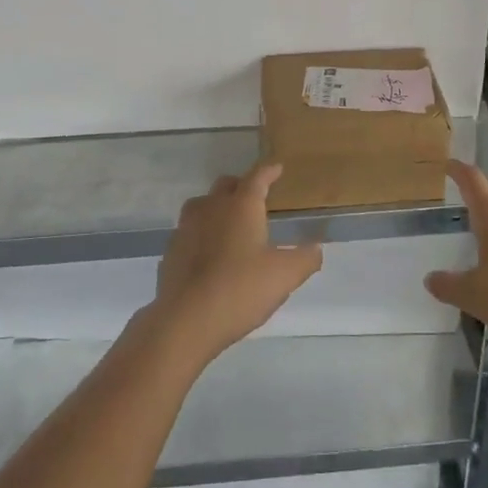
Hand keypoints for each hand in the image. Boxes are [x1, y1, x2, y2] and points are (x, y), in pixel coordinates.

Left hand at [149, 163, 323, 364]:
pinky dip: (200, 235)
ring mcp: (186, 227)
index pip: (257, 178)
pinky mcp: (171, 251)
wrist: (186, 319)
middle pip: (225, 185)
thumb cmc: (241, 288)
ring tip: (228, 223)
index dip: (269, 171)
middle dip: (241, 186)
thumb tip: (316, 247)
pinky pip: (189, 232)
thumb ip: (305, 258)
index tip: (276, 167)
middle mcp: (212, 207)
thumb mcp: (284, 276)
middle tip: (254, 197)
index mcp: (241, 206)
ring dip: (216, 208)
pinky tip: (208, 253)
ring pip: (202, 205)